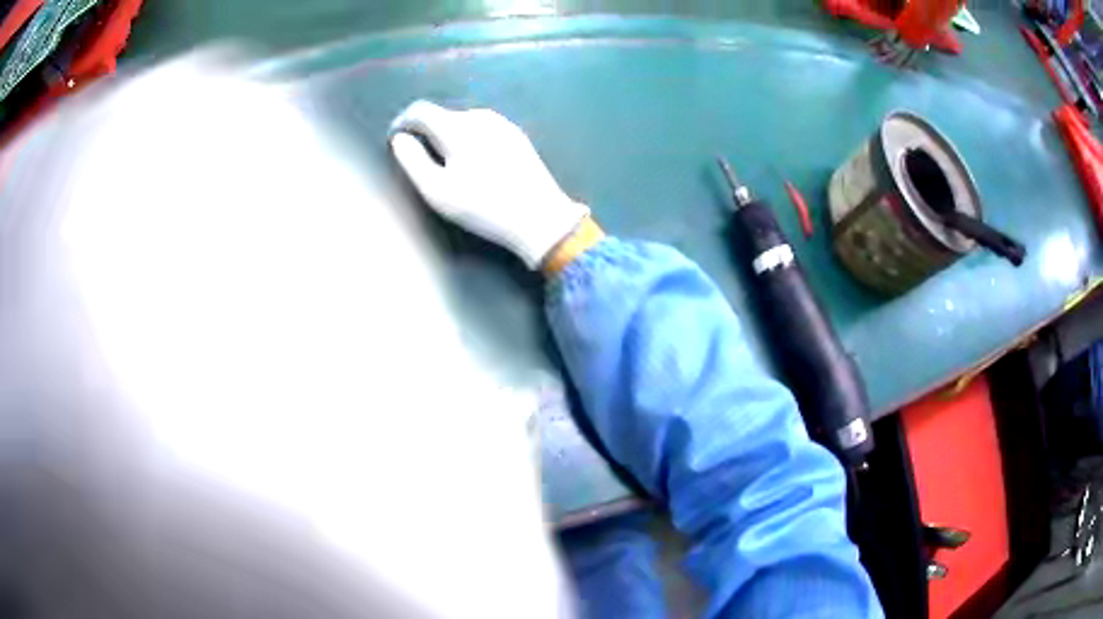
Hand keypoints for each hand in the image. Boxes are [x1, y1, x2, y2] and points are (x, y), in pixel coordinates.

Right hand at [390, 101, 588, 268]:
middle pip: (442, 115)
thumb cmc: (483, 206)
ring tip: (448, 165)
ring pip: (464, 121)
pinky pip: (483, 129)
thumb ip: (412, 160)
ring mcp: (502, 124)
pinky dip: (470, 139)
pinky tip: (475, 164)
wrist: (539, 217)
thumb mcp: (437, 190)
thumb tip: (399, 139)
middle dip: (426, 131)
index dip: (403, 121)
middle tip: (422, 160)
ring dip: (449, 135)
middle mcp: (480, 116)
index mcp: (457, 126)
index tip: (396, 138)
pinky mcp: (517, 135)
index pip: (420, 110)